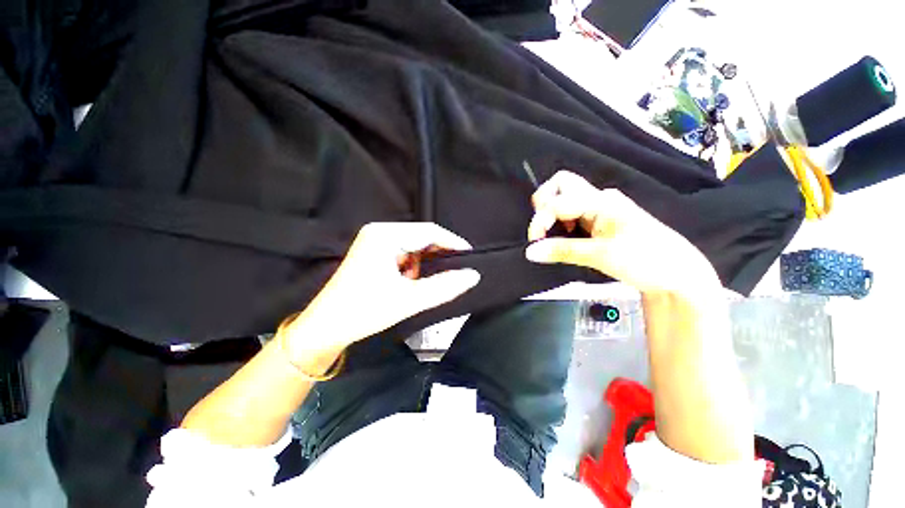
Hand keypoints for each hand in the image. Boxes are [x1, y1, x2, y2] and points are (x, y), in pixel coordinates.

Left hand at [282, 223, 480, 366]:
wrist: (326, 328)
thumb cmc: (364, 311)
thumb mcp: (409, 299)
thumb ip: (444, 287)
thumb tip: (472, 276)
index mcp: (385, 235)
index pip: (429, 231)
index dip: (452, 243)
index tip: (469, 257)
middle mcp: (379, 232)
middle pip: (421, 237)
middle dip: (438, 256)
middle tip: (453, 273)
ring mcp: (374, 241)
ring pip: (413, 246)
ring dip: (424, 263)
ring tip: (425, 282)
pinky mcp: (373, 252)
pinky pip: (403, 253)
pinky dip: (413, 266)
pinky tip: (410, 282)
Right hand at [525, 171, 720, 294]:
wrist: (677, 274)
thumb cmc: (645, 260)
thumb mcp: (601, 256)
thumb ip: (562, 251)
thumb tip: (529, 252)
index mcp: (601, 202)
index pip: (557, 202)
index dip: (539, 220)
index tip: (534, 243)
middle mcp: (599, 198)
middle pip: (561, 184)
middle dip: (544, 203)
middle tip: (542, 227)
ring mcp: (600, 207)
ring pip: (565, 198)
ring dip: (552, 214)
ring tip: (555, 236)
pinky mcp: (600, 219)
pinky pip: (572, 212)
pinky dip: (561, 222)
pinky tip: (567, 237)